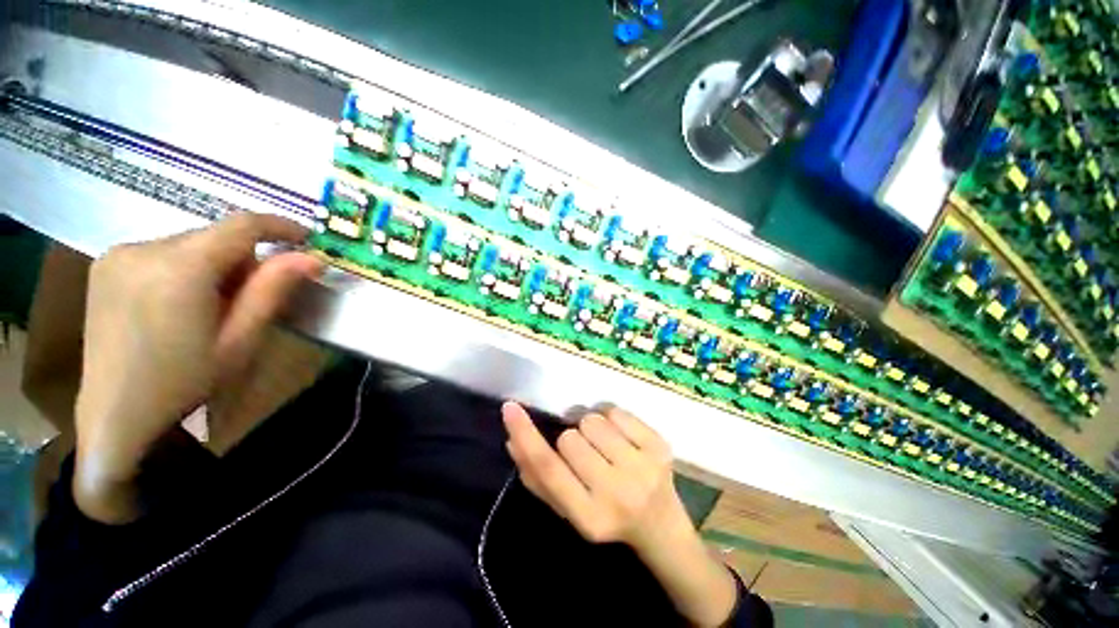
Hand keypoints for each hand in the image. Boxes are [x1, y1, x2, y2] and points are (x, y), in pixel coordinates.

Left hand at [74, 213, 322, 522]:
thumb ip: (273, 291)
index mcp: (179, 269)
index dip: (280, 226)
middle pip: (214, 236)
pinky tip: (180, 304)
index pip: (241, 226)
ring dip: (213, 266)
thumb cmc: (185, 382)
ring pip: (190, 244)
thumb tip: (312, 259)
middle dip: (243, 259)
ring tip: (211, 308)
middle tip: (250, 299)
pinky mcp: (106, 264)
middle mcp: (143, 248)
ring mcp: (118, 254)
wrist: (114, 413)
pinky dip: (186, 268)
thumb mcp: (240, 340)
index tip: (307, 237)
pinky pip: (163, 252)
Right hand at [502, 403, 738, 626]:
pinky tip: (623, 440)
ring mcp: (643, 467)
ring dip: (591, 429)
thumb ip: (539, 478)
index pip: (548, 470)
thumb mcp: (569, 509)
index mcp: (589, 517)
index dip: (525, 436)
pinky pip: (616, 411)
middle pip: (570, 439)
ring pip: (592, 420)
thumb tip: (513, 441)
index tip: (509, 408)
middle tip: (587, 457)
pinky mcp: (660, 445)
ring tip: (606, 449)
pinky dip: (612, 419)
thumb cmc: (607, 517)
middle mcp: (618, 493)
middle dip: (571, 441)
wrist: (661, 527)